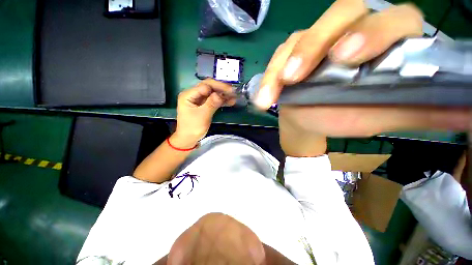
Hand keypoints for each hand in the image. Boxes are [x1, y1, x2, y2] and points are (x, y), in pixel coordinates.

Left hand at [174, 79, 235, 147]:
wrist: (188, 139)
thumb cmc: (192, 128)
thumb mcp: (202, 116)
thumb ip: (211, 104)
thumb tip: (221, 94)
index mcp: (189, 95)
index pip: (205, 85)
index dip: (218, 87)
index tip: (230, 91)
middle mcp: (193, 95)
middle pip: (209, 88)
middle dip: (222, 90)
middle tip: (234, 92)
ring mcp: (199, 100)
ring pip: (213, 94)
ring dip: (223, 95)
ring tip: (234, 97)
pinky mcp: (204, 105)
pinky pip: (213, 101)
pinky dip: (221, 101)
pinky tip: (230, 102)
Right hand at [256, 0, 470, 136]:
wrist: (310, 120)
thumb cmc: (345, 117)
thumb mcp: (385, 115)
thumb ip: (423, 109)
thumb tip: (468, 111)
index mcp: (381, 44)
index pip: (390, 21)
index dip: (373, 33)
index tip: (348, 58)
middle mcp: (346, 33)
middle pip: (337, 18)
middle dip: (316, 44)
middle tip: (300, 72)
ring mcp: (312, 44)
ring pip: (298, 40)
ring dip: (284, 65)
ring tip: (277, 88)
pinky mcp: (287, 58)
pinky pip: (276, 62)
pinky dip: (269, 80)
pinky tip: (265, 97)